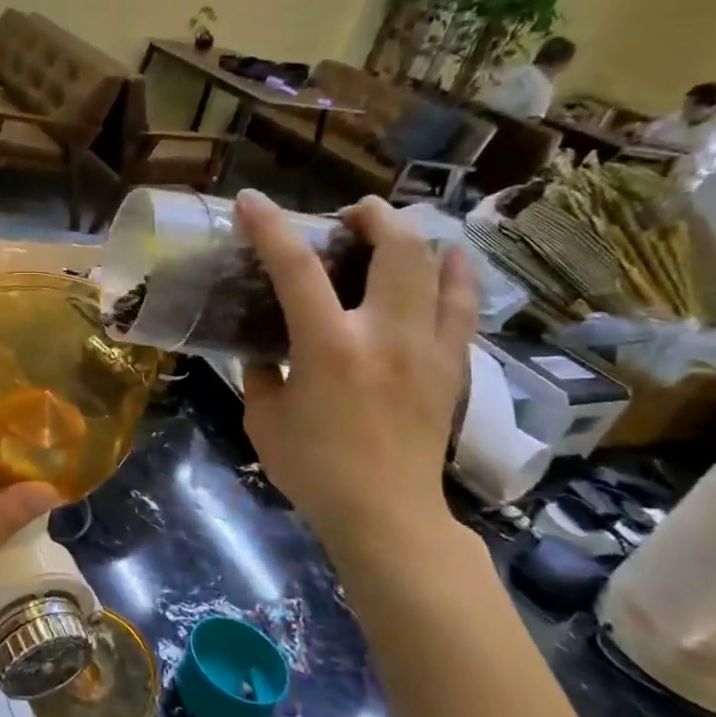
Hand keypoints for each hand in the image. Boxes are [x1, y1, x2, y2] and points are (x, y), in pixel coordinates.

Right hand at [234, 190, 474, 561]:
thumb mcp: (264, 418)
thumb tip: (265, 353)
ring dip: (416, 238)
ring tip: (394, 232)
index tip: (251, 201)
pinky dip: (455, 277)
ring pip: (441, 269)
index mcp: (329, 347)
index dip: (270, 227)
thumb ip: (261, 375)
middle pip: (396, 248)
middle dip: (372, 215)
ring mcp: (429, 349)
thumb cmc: (314, 469)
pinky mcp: (453, 368)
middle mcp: (386, 335)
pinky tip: (447, 266)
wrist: (387, 515)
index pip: (295, 268)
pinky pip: (464, 308)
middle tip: (348, 215)